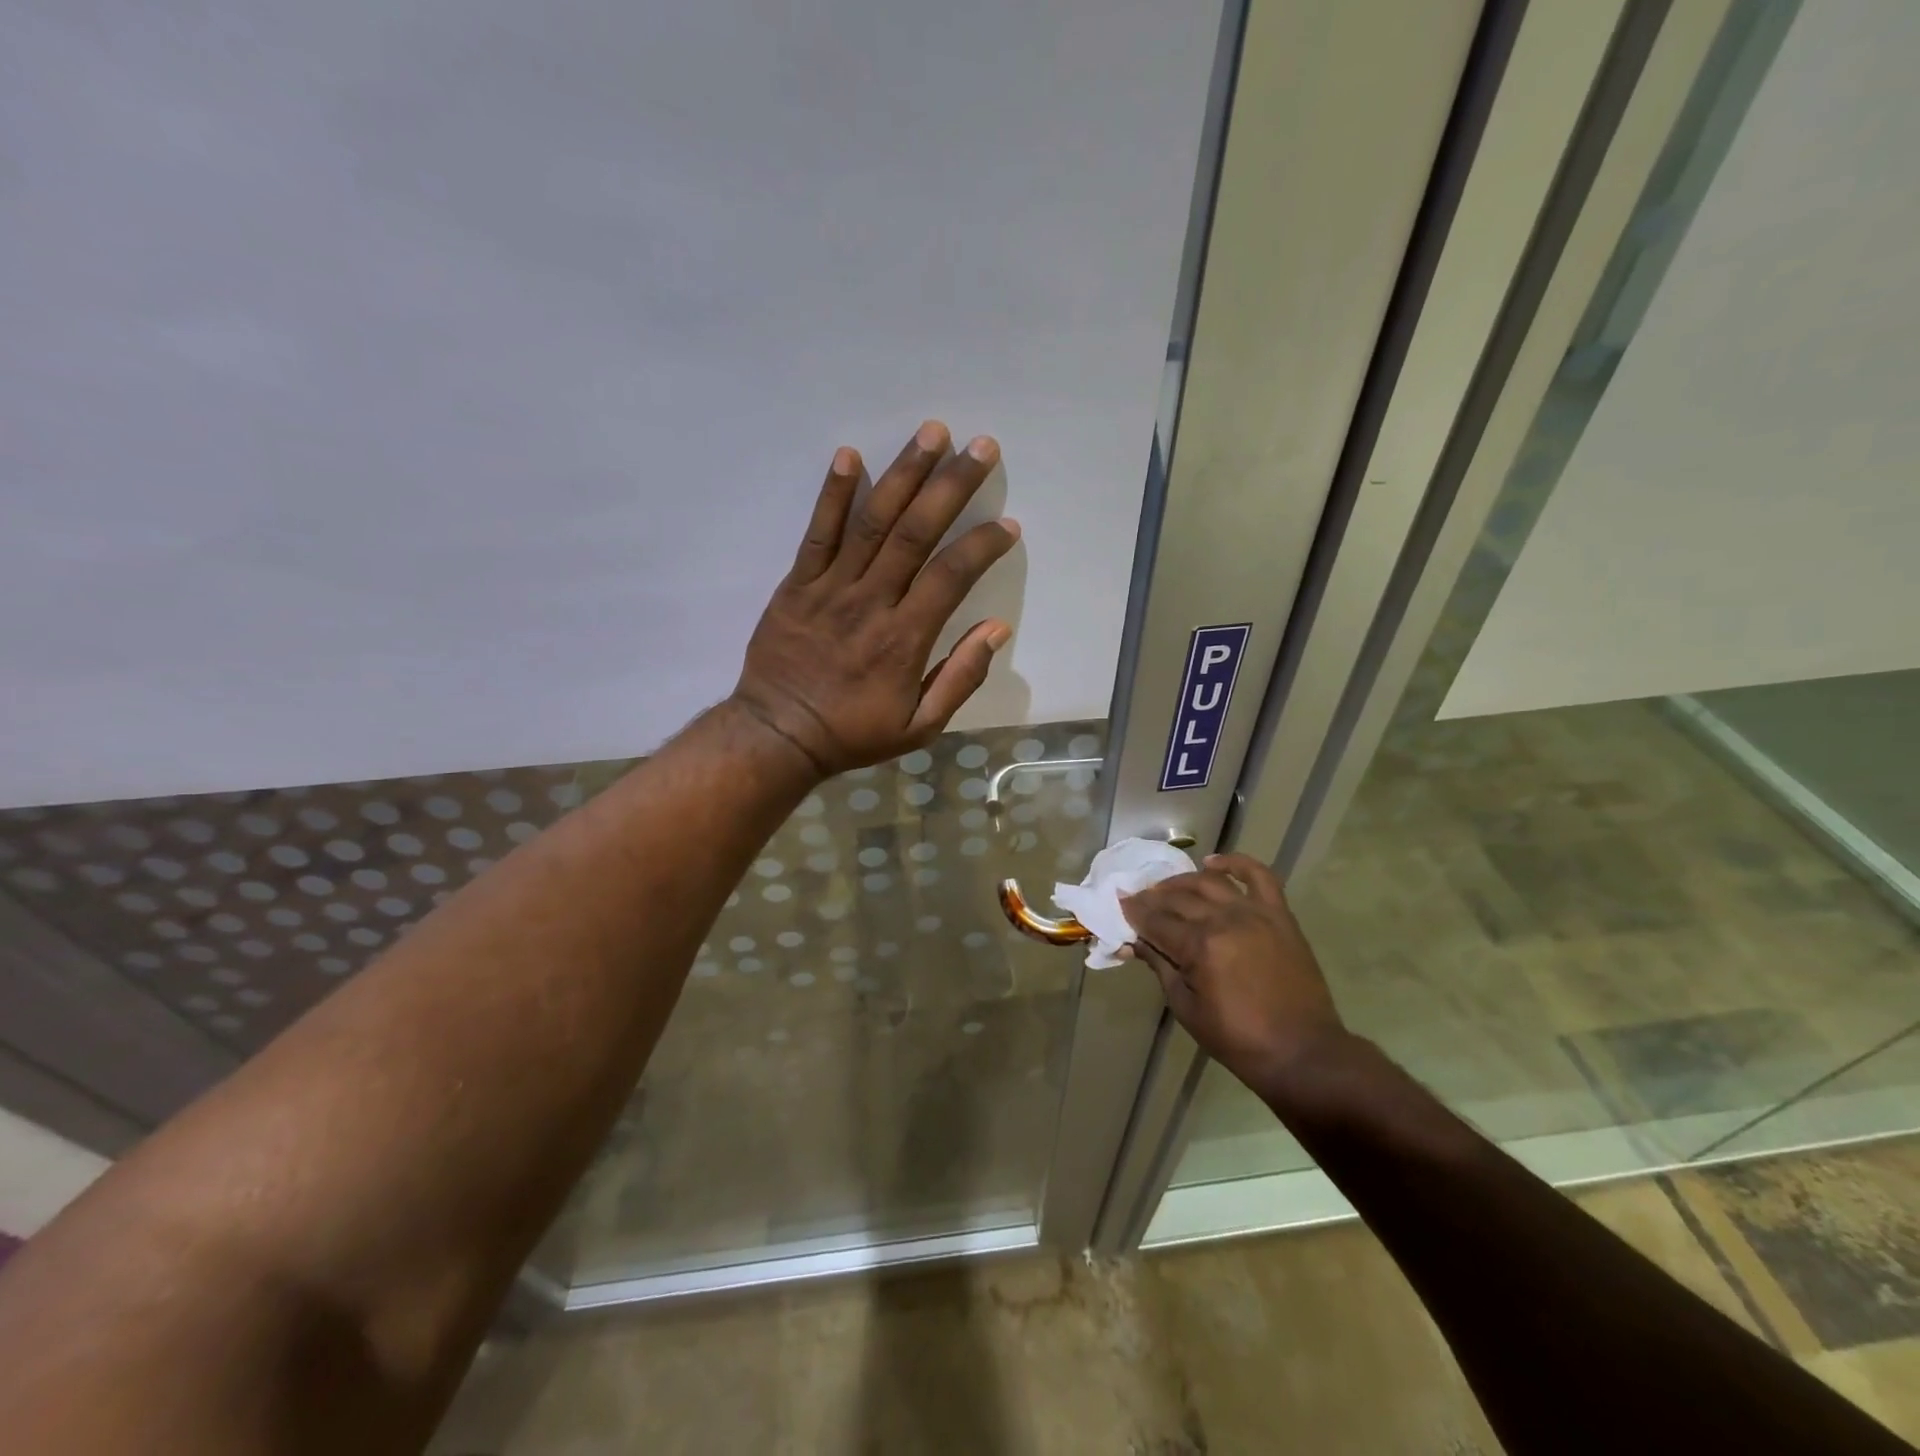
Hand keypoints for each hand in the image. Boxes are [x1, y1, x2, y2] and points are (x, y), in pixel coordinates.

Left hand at [731, 420, 1019, 777]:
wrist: (779, 735)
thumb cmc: (853, 733)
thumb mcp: (920, 727)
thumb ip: (960, 678)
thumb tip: (996, 629)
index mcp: (905, 638)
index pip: (951, 576)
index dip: (982, 545)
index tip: (1006, 524)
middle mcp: (871, 602)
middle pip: (916, 532)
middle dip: (952, 485)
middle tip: (981, 446)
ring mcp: (830, 588)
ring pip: (872, 522)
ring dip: (904, 474)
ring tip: (931, 433)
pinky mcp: (797, 584)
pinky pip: (817, 533)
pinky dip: (833, 494)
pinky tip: (851, 456)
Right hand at [1121, 854, 1349, 1095]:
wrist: (1302, 1051)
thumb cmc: (1237, 1039)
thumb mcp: (1186, 1007)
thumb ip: (1160, 966)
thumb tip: (1134, 941)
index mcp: (1200, 947)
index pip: (1156, 921)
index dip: (1134, 913)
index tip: (1119, 904)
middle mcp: (1225, 920)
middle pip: (1178, 899)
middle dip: (1152, 897)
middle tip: (1138, 899)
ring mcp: (1255, 913)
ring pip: (1209, 882)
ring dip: (1182, 881)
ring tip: (1167, 887)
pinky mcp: (1279, 915)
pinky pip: (1259, 876)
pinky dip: (1236, 862)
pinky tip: (1214, 862)